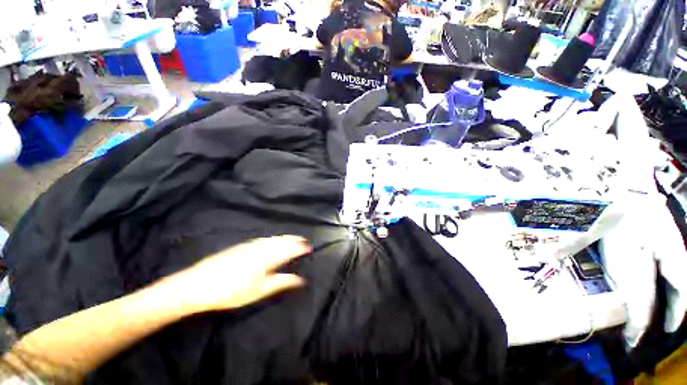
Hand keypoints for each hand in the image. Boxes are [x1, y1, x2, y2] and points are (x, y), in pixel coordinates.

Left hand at [164, 236, 310, 313]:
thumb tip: (300, 279)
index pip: (289, 249)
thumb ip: (281, 282)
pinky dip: (273, 239)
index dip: (300, 248)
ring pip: (273, 239)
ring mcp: (250, 245)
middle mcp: (261, 248)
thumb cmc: (230, 292)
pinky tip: (272, 241)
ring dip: (284, 238)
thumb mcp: (258, 291)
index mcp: (267, 258)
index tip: (309, 247)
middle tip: (304, 241)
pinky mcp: (241, 246)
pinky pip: (263, 239)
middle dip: (294, 240)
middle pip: (282, 241)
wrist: (196, 285)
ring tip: (293, 239)